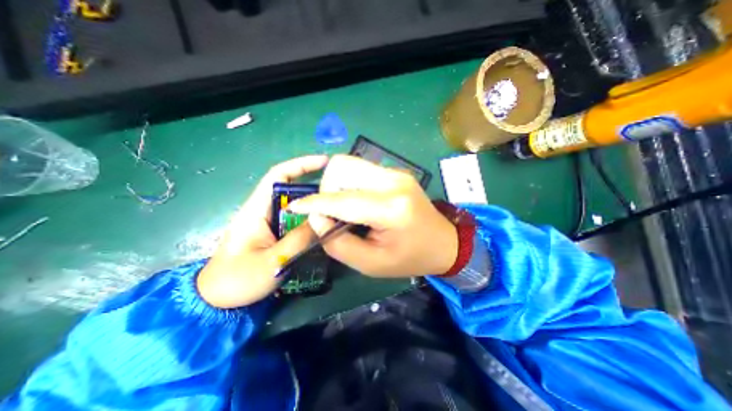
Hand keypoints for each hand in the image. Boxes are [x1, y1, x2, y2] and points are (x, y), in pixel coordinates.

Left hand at [197, 156, 329, 305]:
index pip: (278, 175)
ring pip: (296, 206)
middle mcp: (264, 210)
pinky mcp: (275, 233)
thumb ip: (299, 240)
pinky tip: (324, 225)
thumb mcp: (272, 261)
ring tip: (336, 208)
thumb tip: (323, 220)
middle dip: (315, 186)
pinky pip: (297, 220)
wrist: (217, 300)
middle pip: (292, 189)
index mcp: (256, 209)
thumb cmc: (238, 280)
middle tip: (339, 192)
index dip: (301, 165)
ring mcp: (270, 222)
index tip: (324, 162)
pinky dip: (311, 219)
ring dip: (315, 204)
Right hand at [288, 155, 454, 278]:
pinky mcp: (395, 172)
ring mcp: (396, 172)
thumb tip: (317, 217)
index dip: (314, 203)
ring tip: (344, 208)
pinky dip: (350, 183)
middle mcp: (393, 181)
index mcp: (391, 208)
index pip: (342, 199)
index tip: (295, 207)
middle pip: (342, 167)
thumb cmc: (409, 258)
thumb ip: (338, 243)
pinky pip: (360, 169)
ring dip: (337, 184)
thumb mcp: (371, 263)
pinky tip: (357, 201)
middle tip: (332, 213)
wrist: (444, 242)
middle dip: (327, 189)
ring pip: (349, 164)